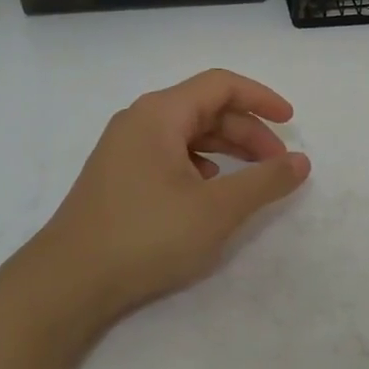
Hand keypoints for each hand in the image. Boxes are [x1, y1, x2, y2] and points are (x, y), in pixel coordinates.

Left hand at [27, 69, 311, 323]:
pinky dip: (200, 165)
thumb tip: (301, 161)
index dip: (261, 98)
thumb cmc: (146, 236)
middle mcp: (139, 121)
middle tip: (277, 163)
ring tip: (251, 177)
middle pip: (205, 108)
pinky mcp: (117, 176)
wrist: (67, 283)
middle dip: (247, 131)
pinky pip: (169, 155)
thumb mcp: (217, 210)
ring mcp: (124, 149)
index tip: (290, 122)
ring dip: (226, 149)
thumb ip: (265, 181)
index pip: (221, 85)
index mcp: (160, 114)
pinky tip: (209, 191)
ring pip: (187, 133)